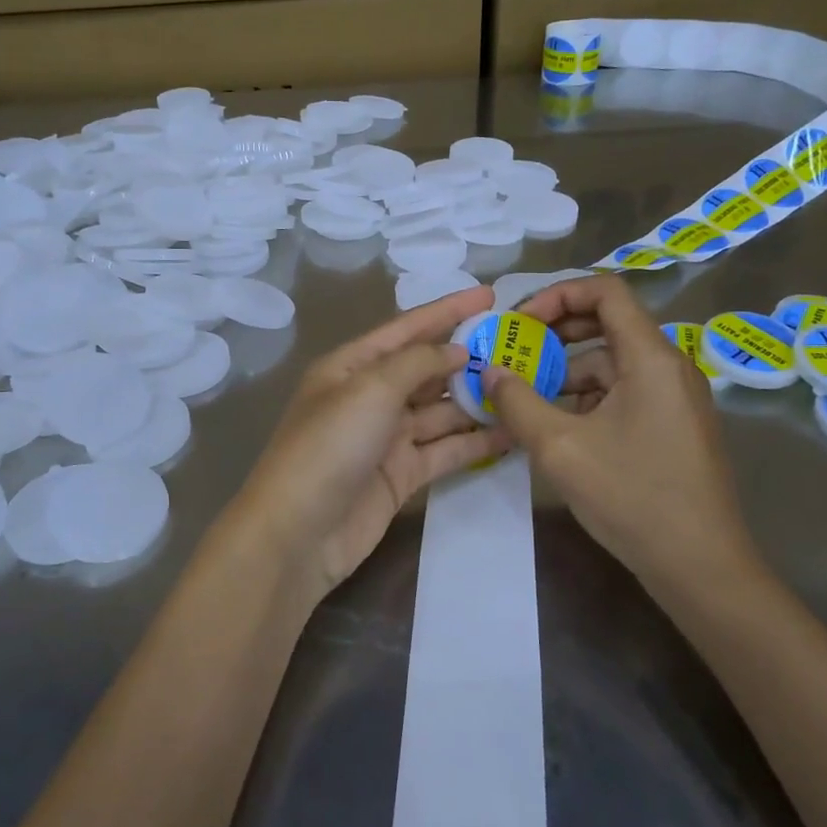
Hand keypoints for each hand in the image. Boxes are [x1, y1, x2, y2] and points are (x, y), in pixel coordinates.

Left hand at [225, 285, 508, 603]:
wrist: (299, 532)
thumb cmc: (330, 446)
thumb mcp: (370, 389)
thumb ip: (417, 362)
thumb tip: (455, 350)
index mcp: (352, 366)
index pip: (407, 328)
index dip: (447, 310)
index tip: (490, 295)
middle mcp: (370, 396)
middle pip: (426, 369)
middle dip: (468, 357)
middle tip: (521, 348)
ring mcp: (387, 438)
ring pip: (440, 411)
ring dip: (477, 400)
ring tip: (527, 388)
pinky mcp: (402, 474)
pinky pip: (445, 449)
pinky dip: (475, 441)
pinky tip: (511, 432)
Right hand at [484, 275, 759, 596]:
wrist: (701, 568)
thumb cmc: (633, 498)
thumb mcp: (560, 448)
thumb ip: (517, 401)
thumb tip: (489, 370)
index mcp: (651, 358)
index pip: (605, 290)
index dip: (556, 294)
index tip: (519, 323)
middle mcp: (669, 366)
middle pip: (607, 323)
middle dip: (554, 333)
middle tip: (512, 354)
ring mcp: (674, 398)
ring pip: (611, 363)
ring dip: (565, 371)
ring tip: (523, 396)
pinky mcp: (671, 425)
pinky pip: (622, 392)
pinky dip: (586, 398)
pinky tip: (555, 425)